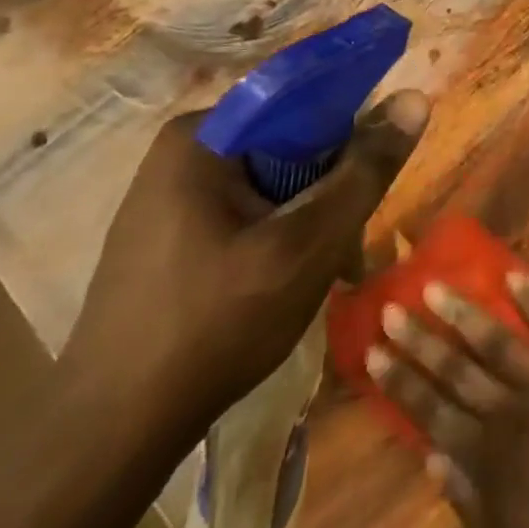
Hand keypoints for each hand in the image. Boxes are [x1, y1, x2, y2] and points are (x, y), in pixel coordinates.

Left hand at [61, 91, 429, 443]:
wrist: (113, 430)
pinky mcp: (169, 236)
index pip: (304, 104)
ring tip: (329, 276)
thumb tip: (415, 98)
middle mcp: (182, 153)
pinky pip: (246, 215)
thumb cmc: (217, 323)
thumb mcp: (309, 243)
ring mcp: (170, 197)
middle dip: (331, 195)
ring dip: (312, 223)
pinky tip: (290, 285)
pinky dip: (280, 240)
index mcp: (203, 137)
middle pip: (290, 148)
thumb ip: (365, 171)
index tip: (371, 187)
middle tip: (349, 252)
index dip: (351, 138)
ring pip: (273, 186)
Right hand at [369, 273, 528, 527]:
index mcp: (487, 458)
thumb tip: (429, 458)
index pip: (432, 412)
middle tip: (391, 310)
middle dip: (420, 341)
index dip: (401, 382)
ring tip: (435, 288)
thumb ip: (467, 499)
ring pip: (497, 343)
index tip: (373, 353)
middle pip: (456, 371)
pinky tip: (515, 278)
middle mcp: (509, 413)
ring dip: (464, 314)